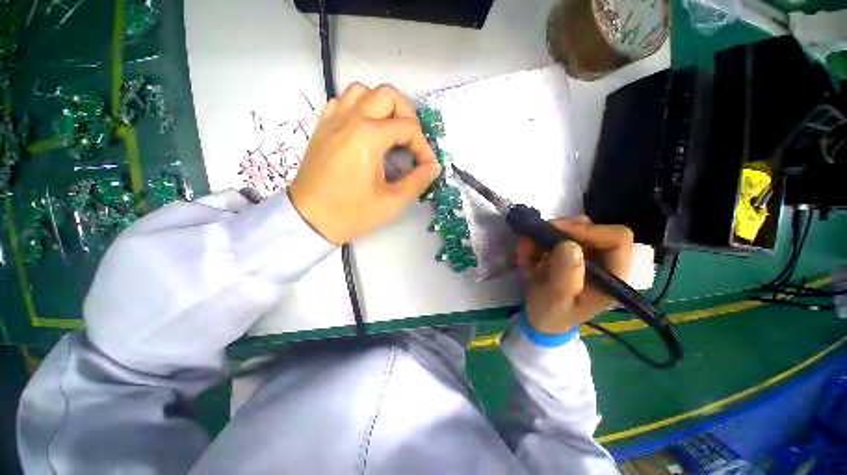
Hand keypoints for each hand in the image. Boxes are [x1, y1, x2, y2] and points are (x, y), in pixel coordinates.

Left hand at [289, 83, 441, 244]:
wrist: (308, 220)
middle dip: (408, 116)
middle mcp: (350, 119)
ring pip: (363, 91)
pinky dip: (360, 108)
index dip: (424, 147)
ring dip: (382, 107)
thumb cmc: (351, 213)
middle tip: (411, 142)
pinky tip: (365, 130)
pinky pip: (343, 102)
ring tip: (390, 132)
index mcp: (368, 137)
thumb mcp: (391, 203)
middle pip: (387, 95)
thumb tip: (433, 167)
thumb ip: (417, 181)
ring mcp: (333, 120)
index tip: (427, 166)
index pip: (408, 128)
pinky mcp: (322, 128)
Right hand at [516, 216, 633, 333]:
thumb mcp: (556, 299)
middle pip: (593, 228)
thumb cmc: (552, 314)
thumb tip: (569, 245)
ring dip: (545, 234)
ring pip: (573, 228)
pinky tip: (526, 252)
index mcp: (612, 276)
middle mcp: (604, 261)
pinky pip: (557, 235)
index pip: (617, 238)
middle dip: (560, 229)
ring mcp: (587, 255)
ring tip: (525, 248)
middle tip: (534, 236)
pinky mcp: (571, 253)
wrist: (542, 319)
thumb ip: (565, 276)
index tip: (556, 232)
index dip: (588, 230)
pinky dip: (539, 239)